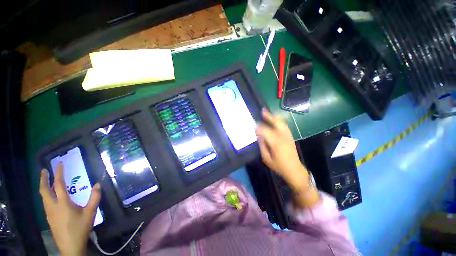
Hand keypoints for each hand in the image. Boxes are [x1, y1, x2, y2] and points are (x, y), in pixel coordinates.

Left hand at [39, 163, 100, 255]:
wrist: (70, 246)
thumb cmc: (80, 228)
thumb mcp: (90, 212)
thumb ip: (94, 197)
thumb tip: (98, 184)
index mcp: (63, 203)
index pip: (58, 184)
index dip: (58, 173)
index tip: (59, 164)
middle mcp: (52, 205)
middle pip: (44, 190)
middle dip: (43, 179)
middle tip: (44, 170)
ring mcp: (49, 212)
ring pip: (43, 196)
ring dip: (43, 186)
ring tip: (46, 181)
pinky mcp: (49, 217)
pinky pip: (45, 202)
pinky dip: (46, 195)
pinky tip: (50, 196)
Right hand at [255, 109, 307, 188]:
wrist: (294, 170)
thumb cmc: (279, 166)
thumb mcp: (266, 158)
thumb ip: (262, 145)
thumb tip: (259, 135)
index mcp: (276, 143)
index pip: (265, 131)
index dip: (258, 127)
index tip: (253, 126)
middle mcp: (283, 137)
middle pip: (276, 123)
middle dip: (269, 116)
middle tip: (262, 111)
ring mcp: (288, 136)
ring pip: (281, 122)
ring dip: (274, 116)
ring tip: (267, 112)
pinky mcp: (290, 136)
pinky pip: (284, 125)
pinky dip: (279, 120)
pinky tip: (274, 119)